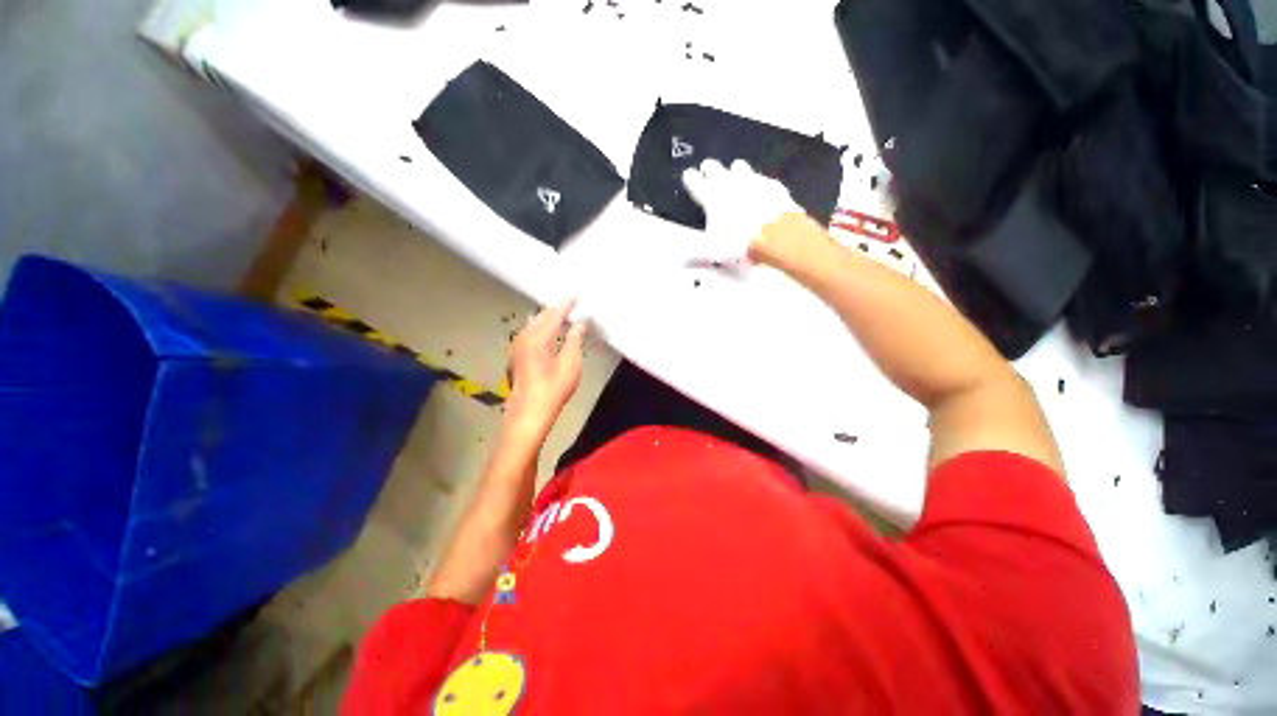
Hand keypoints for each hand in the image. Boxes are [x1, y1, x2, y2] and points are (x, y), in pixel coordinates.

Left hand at [505, 299, 587, 438]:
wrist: (529, 411)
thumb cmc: (553, 388)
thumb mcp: (570, 363)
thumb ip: (574, 340)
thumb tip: (579, 323)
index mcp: (538, 337)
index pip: (554, 315)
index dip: (565, 306)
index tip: (574, 297)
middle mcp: (524, 337)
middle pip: (540, 317)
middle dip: (554, 310)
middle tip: (568, 306)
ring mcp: (517, 347)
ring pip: (532, 324)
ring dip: (545, 319)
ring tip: (558, 317)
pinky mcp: (517, 357)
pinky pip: (529, 333)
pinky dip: (539, 328)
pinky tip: (545, 333)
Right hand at [680, 159, 802, 270]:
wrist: (776, 235)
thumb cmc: (741, 242)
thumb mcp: (711, 252)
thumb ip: (693, 254)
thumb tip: (681, 260)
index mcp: (711, 197)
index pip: (694, 181)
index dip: (690, 179)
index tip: (688, 177)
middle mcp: (729, 183)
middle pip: (714, 166)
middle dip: (709, 169)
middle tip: (707, 172)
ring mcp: (752, 180)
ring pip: (738, 166)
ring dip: (734, 171)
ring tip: (734, 178)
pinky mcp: (771, 184)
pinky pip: (761, 178)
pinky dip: (757, 184)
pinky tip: (759, 192)